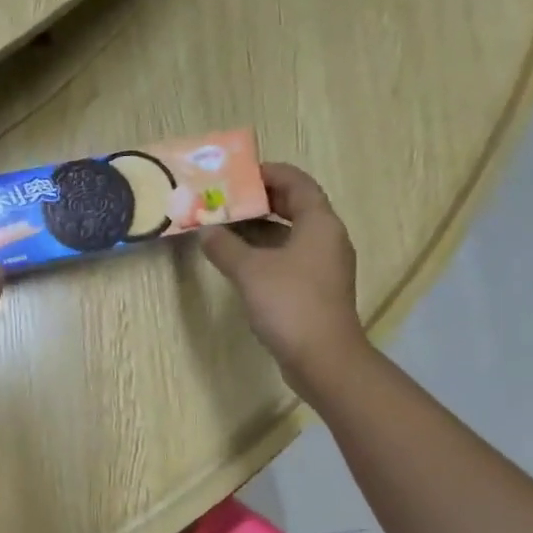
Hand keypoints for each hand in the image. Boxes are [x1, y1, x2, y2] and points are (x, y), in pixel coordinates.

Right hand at [201, 162, 366, 395]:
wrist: (323, 358)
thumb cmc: (290, 304)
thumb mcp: (249, 271)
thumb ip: (224, 247)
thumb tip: (205, 231)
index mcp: (319, 223)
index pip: (297, 182)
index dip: (269, 173)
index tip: (239, 174)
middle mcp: (327, 239)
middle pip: (296, 206)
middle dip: (261, 200)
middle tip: (227, 199)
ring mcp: (324, 266)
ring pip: (291, 234)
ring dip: (260, 228)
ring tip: (226, 226)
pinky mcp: (316, 289)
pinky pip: (290, 258)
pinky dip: (266, 252)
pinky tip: (239, 261)